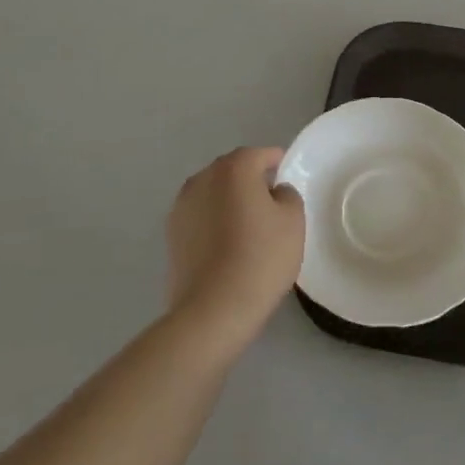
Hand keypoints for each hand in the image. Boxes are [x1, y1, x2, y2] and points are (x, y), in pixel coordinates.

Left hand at [166, 147, 304, 350]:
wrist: (213, 309)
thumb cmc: (261, 258)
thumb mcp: (293, 221)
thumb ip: (287, 194)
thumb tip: (274, 192)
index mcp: (234, 168)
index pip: (260, 154)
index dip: (276, 162)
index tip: (287, 176)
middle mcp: (203, 178)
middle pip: (233, 170)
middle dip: (251, 180)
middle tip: (271, 203)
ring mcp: (182, 206)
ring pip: (213, 193)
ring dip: (229, 201)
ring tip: (247, 226)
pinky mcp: (171, 234)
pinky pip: (200, 216)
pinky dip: (213, 221)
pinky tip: (226, 245)